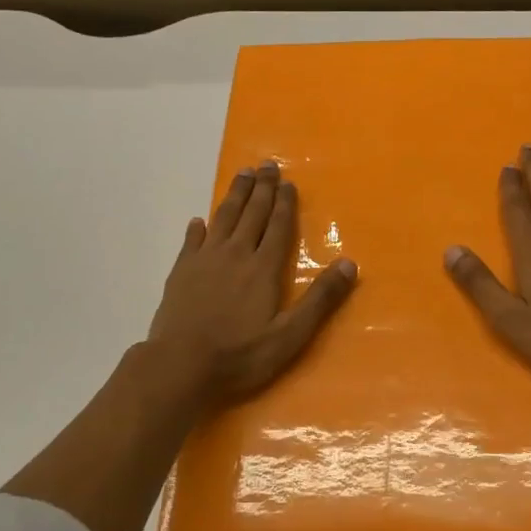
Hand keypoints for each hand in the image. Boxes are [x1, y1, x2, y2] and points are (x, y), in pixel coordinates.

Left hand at [147, 160, 356, 405]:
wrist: (180, 366)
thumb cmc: (240, 355)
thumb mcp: (290, 335)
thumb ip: (320, 299)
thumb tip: (350, 264)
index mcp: (263, 268)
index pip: (277, 227)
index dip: (284, 203)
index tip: (288, 182)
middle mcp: (235, 255)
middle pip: (251, 214)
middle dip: (262, 189)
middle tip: (267, 164)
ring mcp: (204, 261)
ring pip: (223, 219)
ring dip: (234, 196)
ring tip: (242, 175)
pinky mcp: (180, 272)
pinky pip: (191, 241)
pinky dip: (198, 228)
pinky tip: (199, 221)